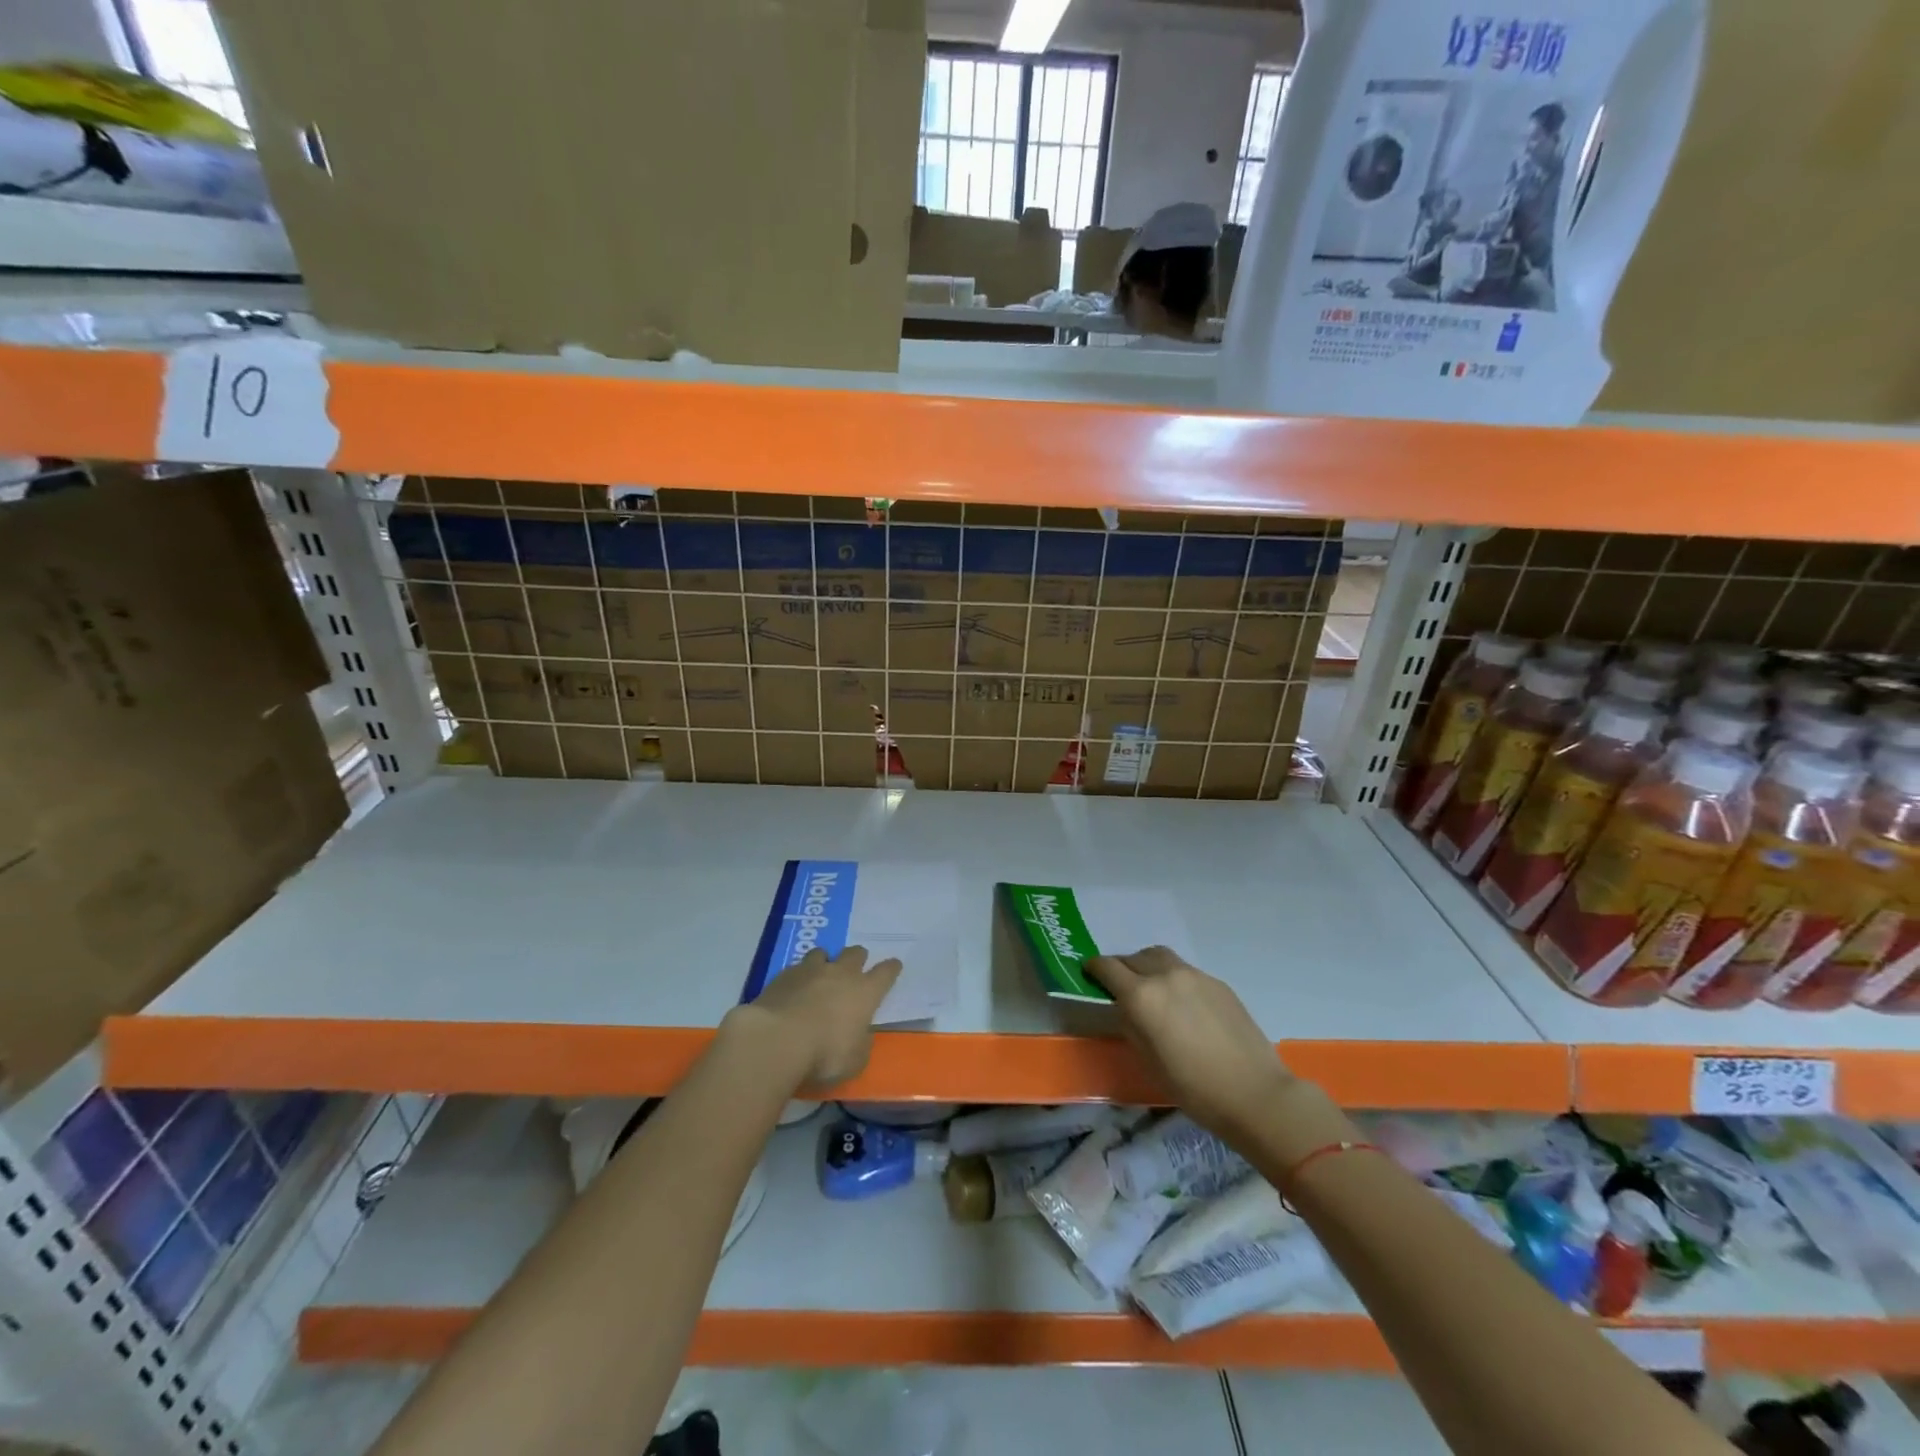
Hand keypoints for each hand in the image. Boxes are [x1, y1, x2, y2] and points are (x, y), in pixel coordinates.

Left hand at [727, 945, 901, 1093]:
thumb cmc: (825, 1054)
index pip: (885, 973)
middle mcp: (840, 974)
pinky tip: (793, 990)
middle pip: (855, 953)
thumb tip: (859, 1034)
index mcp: (865, 992)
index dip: (891, 969)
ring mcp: (810, 971)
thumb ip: (861, 1042)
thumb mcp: (855, 1060)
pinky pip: (796, 968)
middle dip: (858, 958)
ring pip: (823, 953)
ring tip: (820, 975)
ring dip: (825, 962)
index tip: (894, 966)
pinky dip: (798, 976)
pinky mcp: (783, 976)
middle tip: (855, 968)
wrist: (777, 1040)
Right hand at [1084, 946, 1295, 1142]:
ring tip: (1152, 991)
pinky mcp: (1217, 983)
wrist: (1254, 1093)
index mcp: (1141, 995)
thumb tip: (1125, 1007)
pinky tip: (1183, 1006)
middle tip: (1121, 988)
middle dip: (1122, 968)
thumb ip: (1130, 1023)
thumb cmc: (1192, 1087)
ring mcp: (1194, 975)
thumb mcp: (1146, 1060)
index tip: (1089, 976)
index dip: (1093, 969)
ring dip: (1148, 967)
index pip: (1106, 967)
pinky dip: (1174, 979)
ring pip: (1161, 958)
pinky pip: (1185, 972)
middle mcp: (1165, 975)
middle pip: (1133, 958)